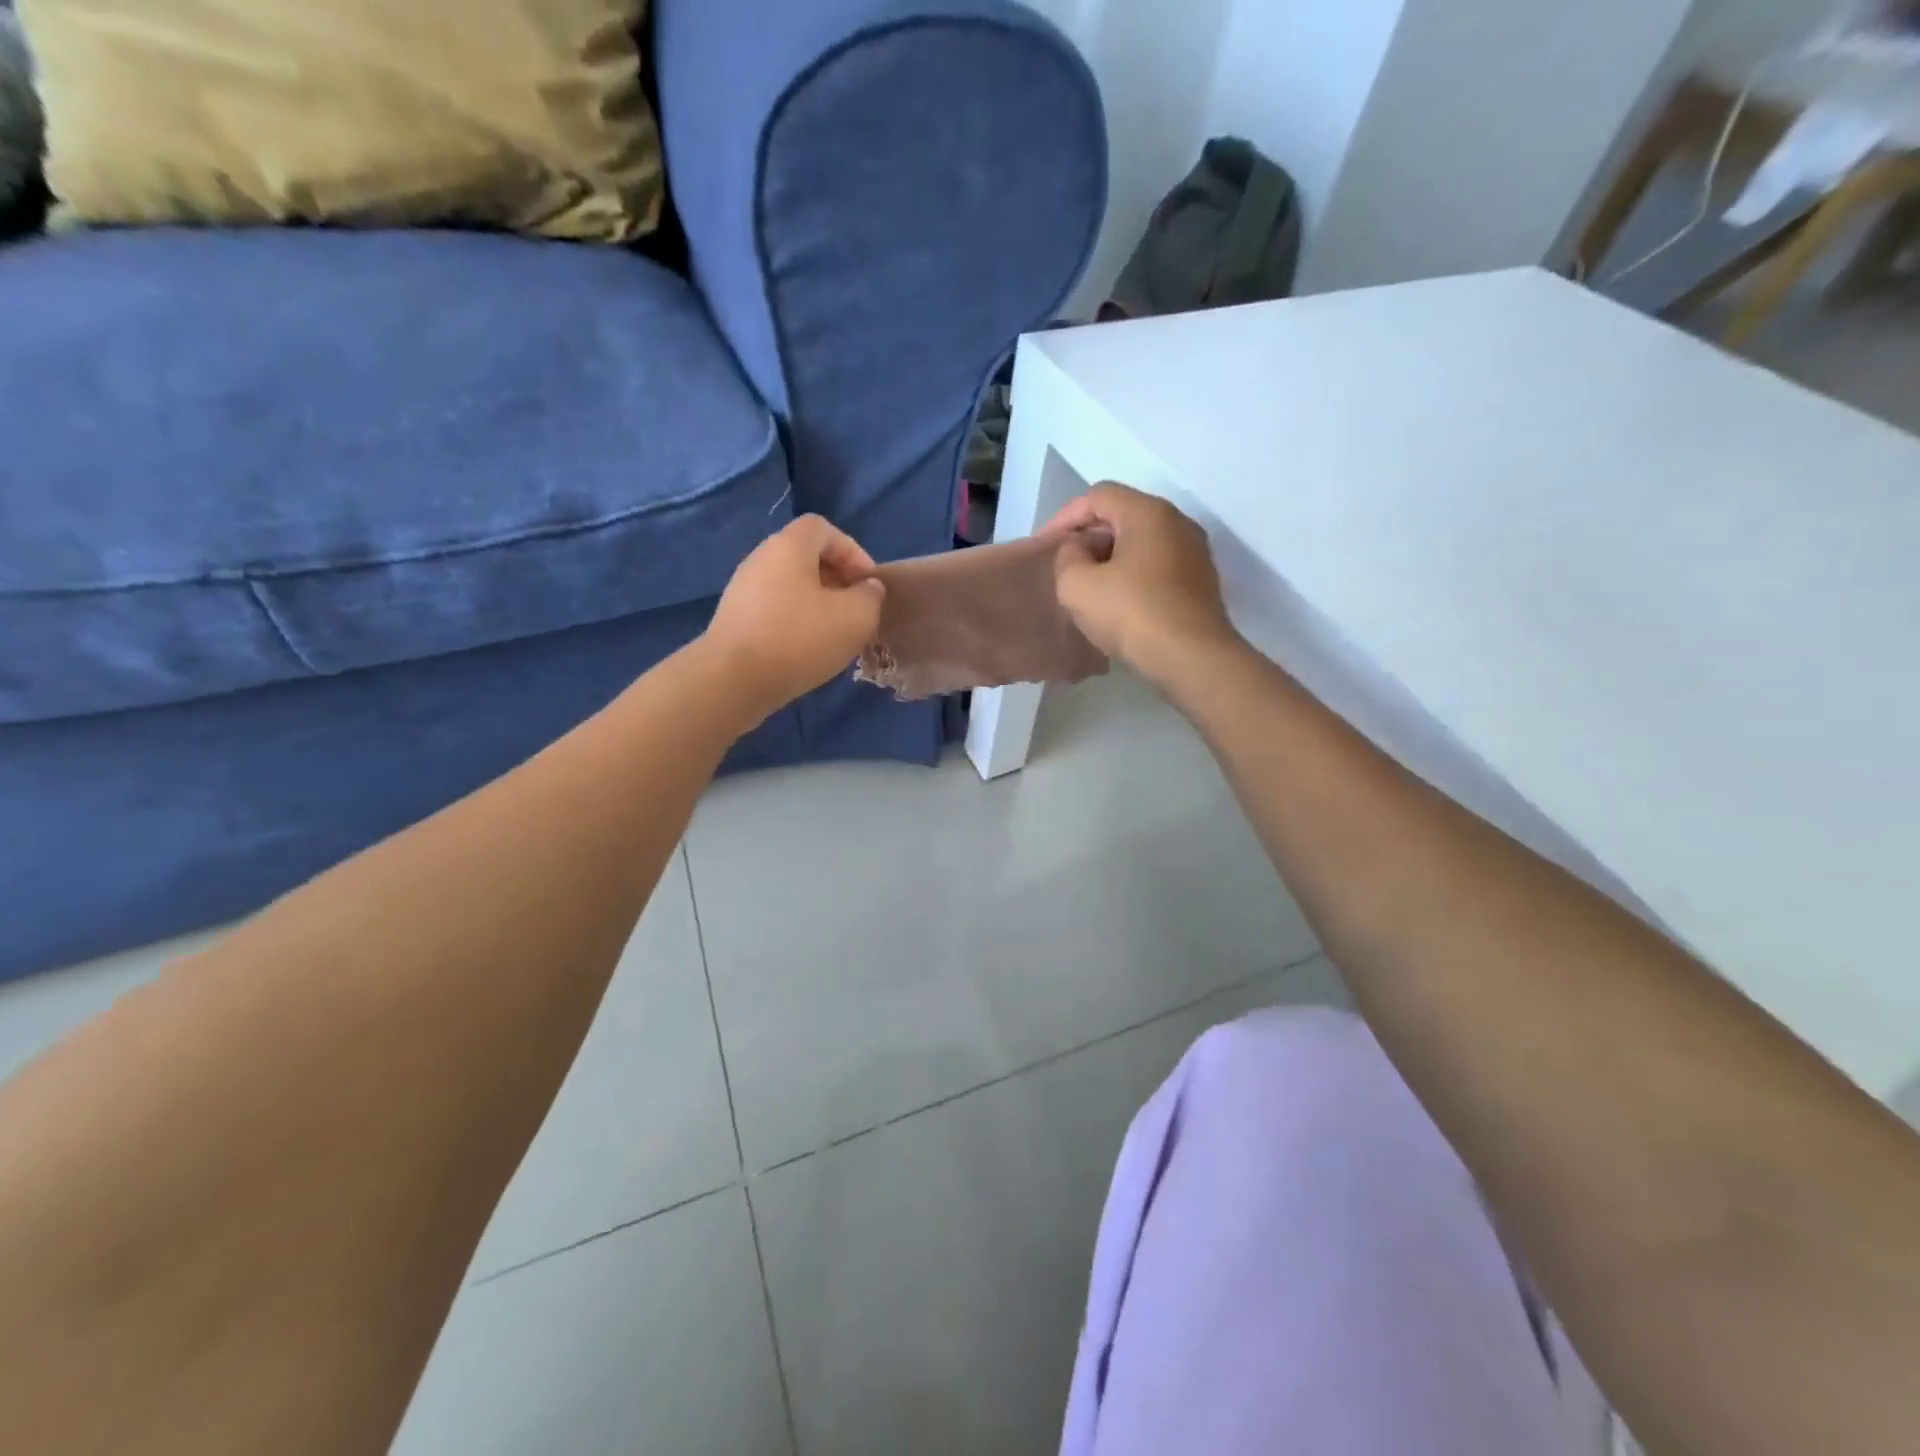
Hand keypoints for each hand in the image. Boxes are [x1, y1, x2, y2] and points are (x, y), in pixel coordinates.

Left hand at [703, 515, 885, 723]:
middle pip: (805, 557)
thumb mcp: (856, 617)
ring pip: (790, 586)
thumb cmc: (799, 639)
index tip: (868, 583)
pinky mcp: (735, 620)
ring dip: (817, 604)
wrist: (733, 680)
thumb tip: (867, 588)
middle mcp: (761, 559)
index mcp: (788, 546)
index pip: (823, 528)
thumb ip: (870, 596)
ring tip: (835, 633)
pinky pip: (774, 610)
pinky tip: (806, 650)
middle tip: (855, 609)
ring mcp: (743, 590)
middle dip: (837, 579)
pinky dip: (795, 622)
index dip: (852, 550)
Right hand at [1048, 483, 1239, 686]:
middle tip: (1063, 564)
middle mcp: (1177, 522)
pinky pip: (1157, 566)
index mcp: (1148, 512)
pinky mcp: (1200, 582)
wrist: (1192, 658)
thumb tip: (1080, 551)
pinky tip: (1117, 603)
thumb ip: (1067, 557)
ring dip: (1110, 558)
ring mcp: (1194, 553)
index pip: (1098, 496)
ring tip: (1087, 585)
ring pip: (1141, 542)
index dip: (1064, 516)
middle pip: (1123, 515)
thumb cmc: (1132, 614)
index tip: (1044, 546)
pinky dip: (1131, 575)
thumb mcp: (1077, 585)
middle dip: (1088, 536)